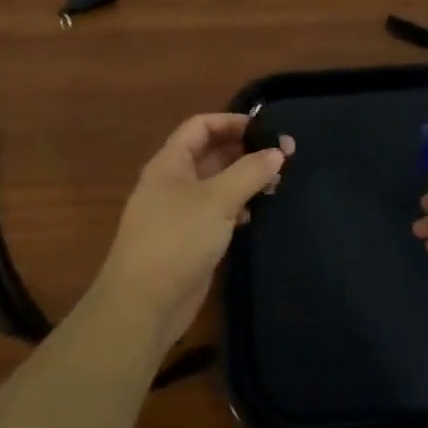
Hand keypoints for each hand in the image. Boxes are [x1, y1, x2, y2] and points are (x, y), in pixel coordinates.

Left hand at [91, 113, 294, 349]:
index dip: (232, 122)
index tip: (266, 129)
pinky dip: (237, 208)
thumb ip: (249, 172)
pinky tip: (256, 215)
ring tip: (277, 184)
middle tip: (284, 157)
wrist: (143, 305)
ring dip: (244, 180)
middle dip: (244, 151)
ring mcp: (179, 213)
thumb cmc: (177, 240)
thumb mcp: (217, 200)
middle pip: (210, 154)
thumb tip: (278, 152)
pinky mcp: (189, 240)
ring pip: (216, 184)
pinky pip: (216, 212)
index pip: (200, 126)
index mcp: (170, 163)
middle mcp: (173, 182)